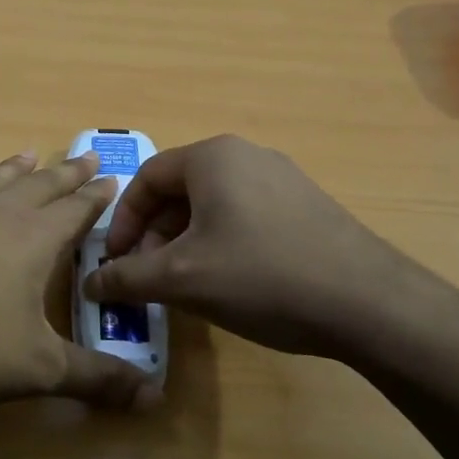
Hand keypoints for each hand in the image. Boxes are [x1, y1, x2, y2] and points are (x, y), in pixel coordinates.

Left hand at [0, 151, 155, 414]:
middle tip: (84, 155)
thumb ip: (97, 379)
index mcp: (32, 240)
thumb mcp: (40, 370)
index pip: (75, 211)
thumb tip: (155, 398)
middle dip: (64, 173)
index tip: (111, 176)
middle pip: (37, 187)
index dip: (96, 197)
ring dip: (9, 170)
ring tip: (26, 154)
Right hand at [83, 135, 449, 360]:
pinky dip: (221, 244)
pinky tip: (229, 284)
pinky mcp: (307, 206)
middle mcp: (246, 155)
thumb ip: (127, 277)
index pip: (146, 178)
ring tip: (184, 285)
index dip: (122, 221)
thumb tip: (89, 283)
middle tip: (147, 277)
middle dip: (154, 235)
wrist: (369, 303)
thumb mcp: (181, 279)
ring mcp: (283, 179)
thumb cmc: (261, 275)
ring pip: (212, 206)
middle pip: (180, 191)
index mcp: (212, 157)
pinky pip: (245, 216)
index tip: (115, 261)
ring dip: (185, 243)